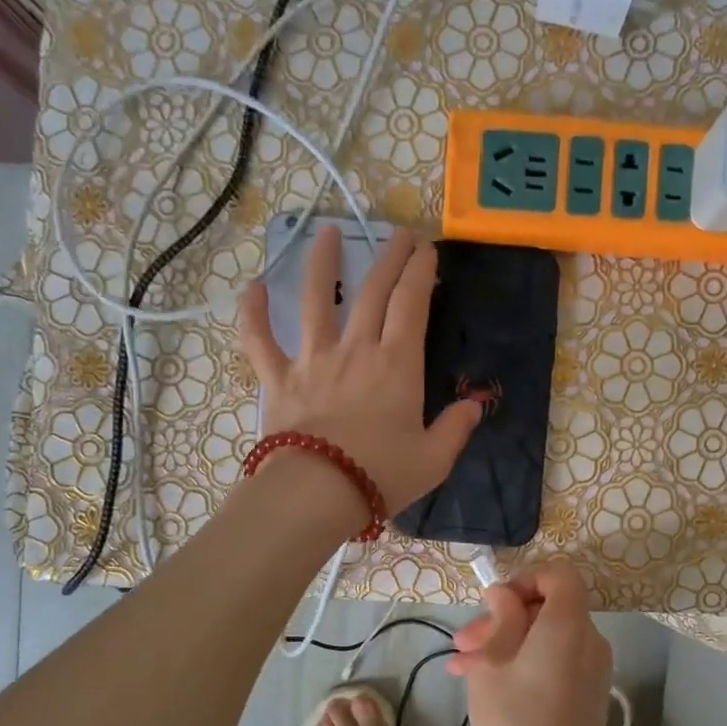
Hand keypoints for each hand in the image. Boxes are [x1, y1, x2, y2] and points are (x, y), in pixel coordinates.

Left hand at [238, 226, 481, 514]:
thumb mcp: (434, 459)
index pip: (412, 304)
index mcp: (397, 365)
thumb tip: (473, 406)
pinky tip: (253, 288)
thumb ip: (455, 428)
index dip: (420, 272)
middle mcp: (355, 350)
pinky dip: (254, 314)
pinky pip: (260, 340)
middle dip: (389, 258)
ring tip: (328, 232)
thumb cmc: (380, 475)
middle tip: (399, 234)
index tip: (427, 251)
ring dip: (322, 263)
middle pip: (373, 292)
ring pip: (315, 300)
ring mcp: (312, 360)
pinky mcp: (278, 379)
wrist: (317, 493)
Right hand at [447, 561, 611, 725]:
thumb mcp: (492, 665)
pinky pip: (556, 658)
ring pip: (546, 635)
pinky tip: (487, 682)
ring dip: (507, 642)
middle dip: (503, 618)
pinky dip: (525, 660)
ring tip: (464, 666)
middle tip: (465, 641)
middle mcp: (589, 638)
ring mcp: (592, 666)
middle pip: (548, 606)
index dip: (526, 578)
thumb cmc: (516, 723)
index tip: (495, 603)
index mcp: (567, 625)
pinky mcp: (588, 690)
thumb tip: (504, 596)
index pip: (559, 574)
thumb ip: (500, 620)